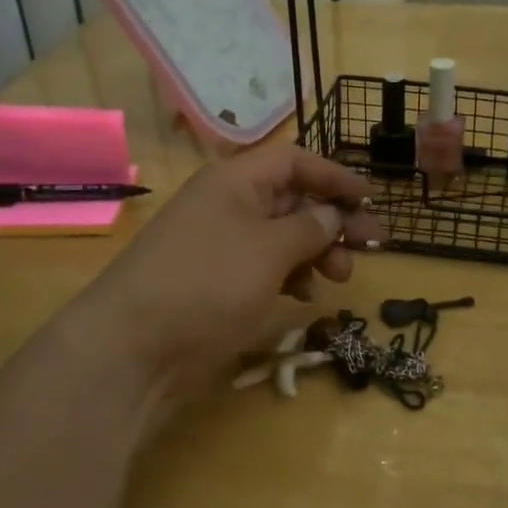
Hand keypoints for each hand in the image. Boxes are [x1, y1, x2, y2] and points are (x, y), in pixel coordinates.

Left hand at [72, 143, 384, 410]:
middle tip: (371, 246)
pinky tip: (304, 296)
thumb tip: (333, 214)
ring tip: (340, 278)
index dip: (335, 175)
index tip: (371, 200)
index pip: (295, 161)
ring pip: (281, 237)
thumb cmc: (209, 282)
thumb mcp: (270, 249)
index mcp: (236, 182)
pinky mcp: (216, 283)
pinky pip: (263, 267)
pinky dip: (289, 276)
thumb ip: (311, 227)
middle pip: (292, 200)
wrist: (135, 346)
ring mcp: (220, 246)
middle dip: (333, 220)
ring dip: (316, 252)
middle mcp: (227, 206)